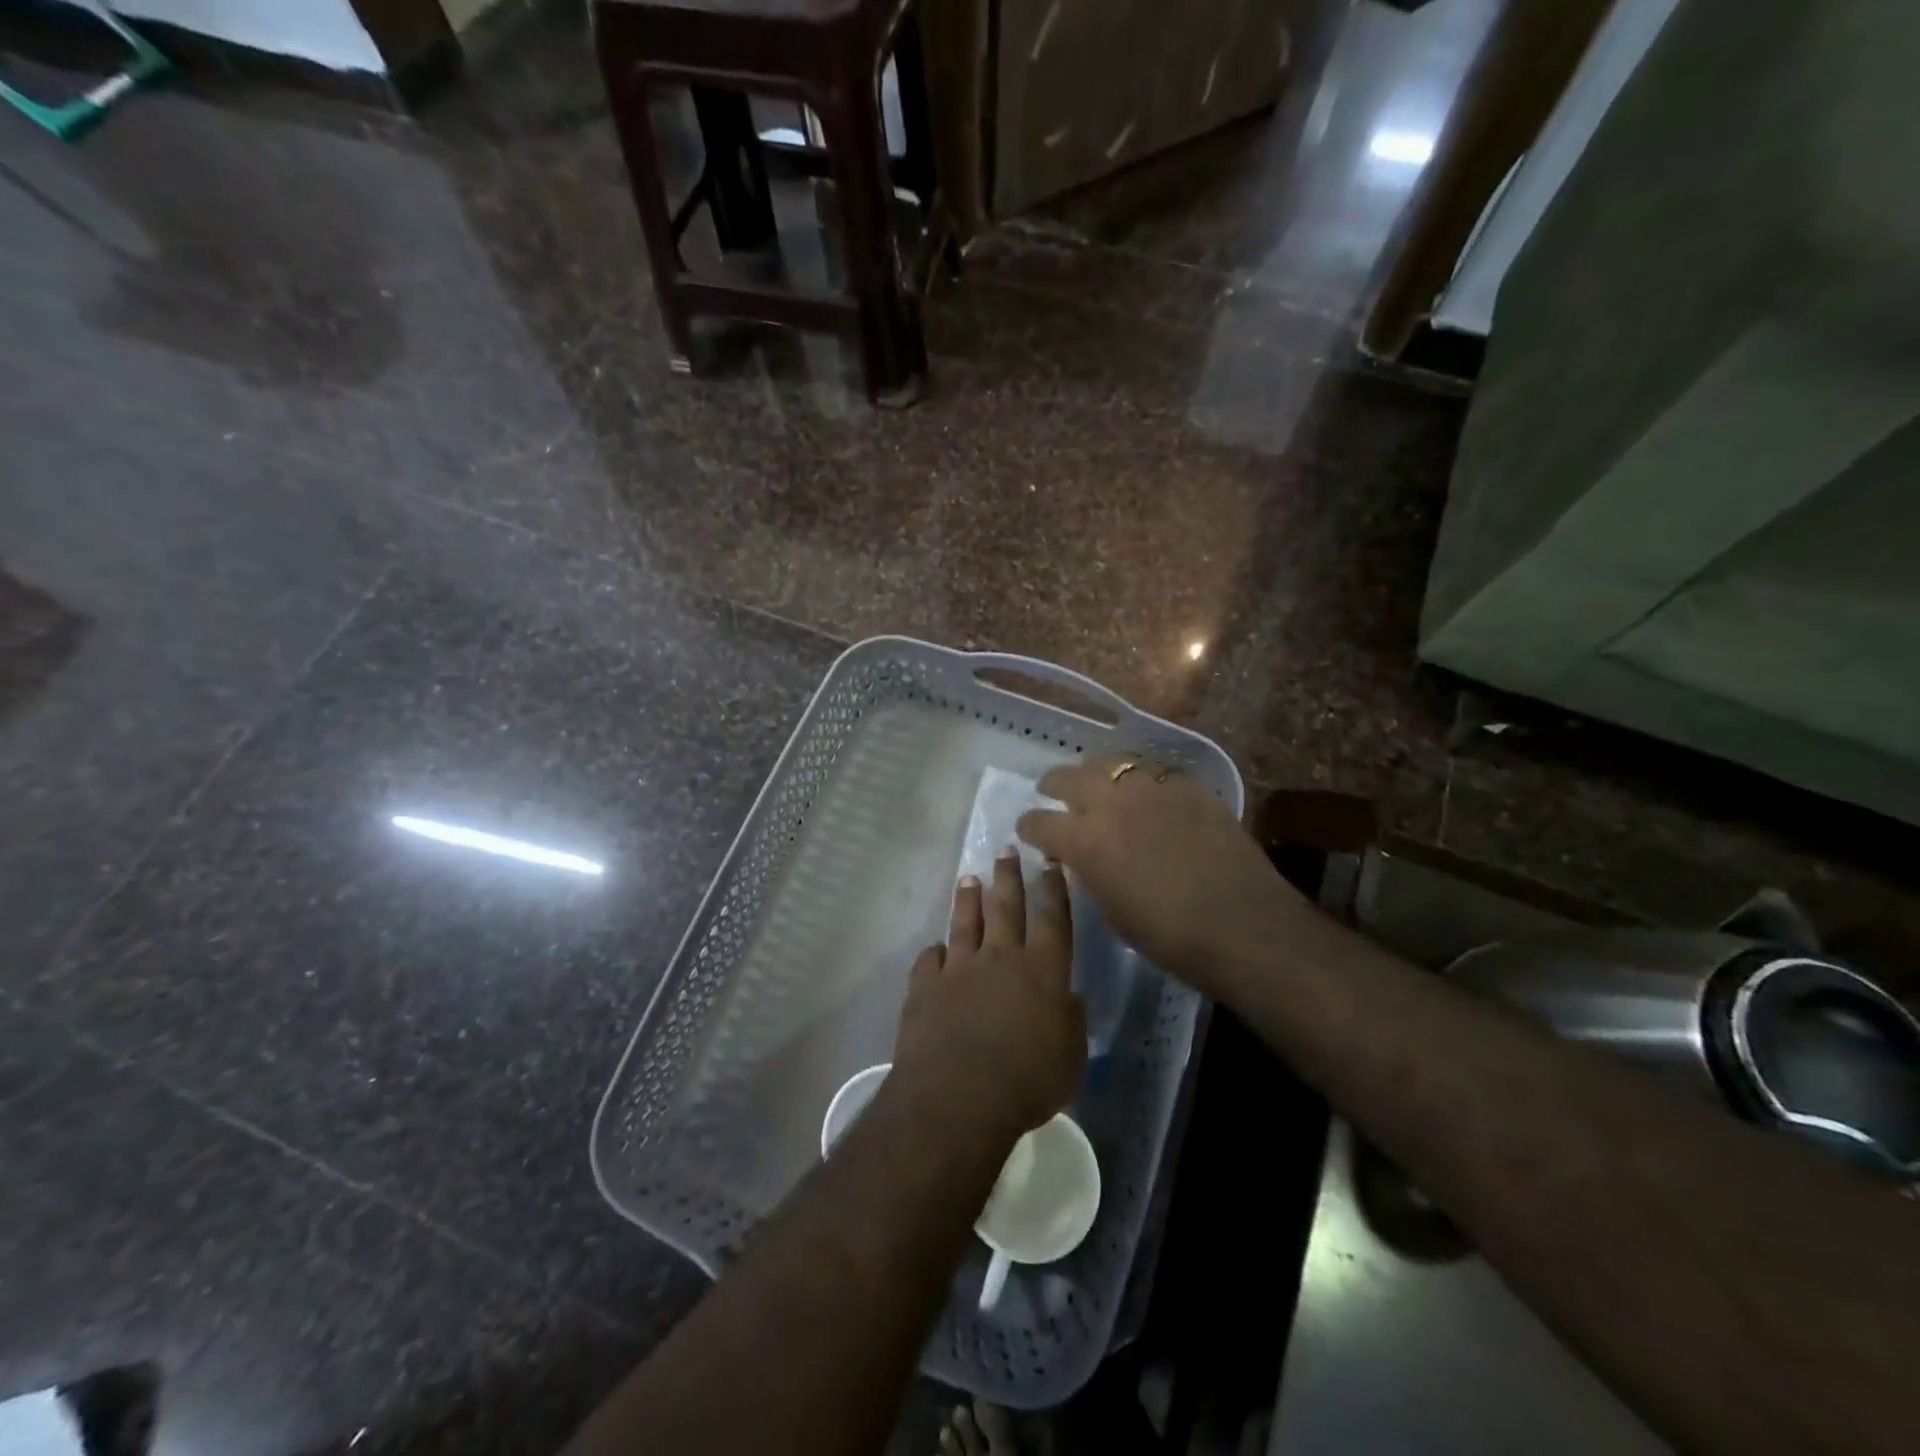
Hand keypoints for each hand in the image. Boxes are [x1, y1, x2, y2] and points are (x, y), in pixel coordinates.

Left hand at [892, 851, 1086, 1140]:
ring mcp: (959, 968)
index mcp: (1042, 970)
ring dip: (968, 900)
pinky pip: (930, 960)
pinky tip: (935, 949)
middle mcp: (1000, 958)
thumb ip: (1071, 1022)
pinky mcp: (925, 986)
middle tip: (1005, 849)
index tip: (1052, 862)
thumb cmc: (1027, 1082)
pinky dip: (934, 953)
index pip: (1053, 918)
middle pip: (1006, 907)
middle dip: (1008, 876)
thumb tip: (1070, 997)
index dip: (1055, 889)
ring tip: (968, 879)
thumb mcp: (1070, 1059)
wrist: (958, 1096)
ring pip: (965, 923)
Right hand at [1016, 753, 1300, 993]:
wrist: (1243, 925)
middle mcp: (1111, 803)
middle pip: (1068, 777)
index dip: (1028, 828)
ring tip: (1099, 783)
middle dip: (1054, 785)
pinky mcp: (1189, 787)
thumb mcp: (1112, 912)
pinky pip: (1154, 773)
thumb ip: (1089, 875)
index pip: (1038, 822)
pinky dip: (1141, 781)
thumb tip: (1079, 858)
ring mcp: (1153, 788)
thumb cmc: (1169, 936)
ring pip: (1112, 763)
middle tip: (1052, 791)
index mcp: (1085, 840)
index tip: (1028, 832)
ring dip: (1097, 773)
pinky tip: (1148, 795)